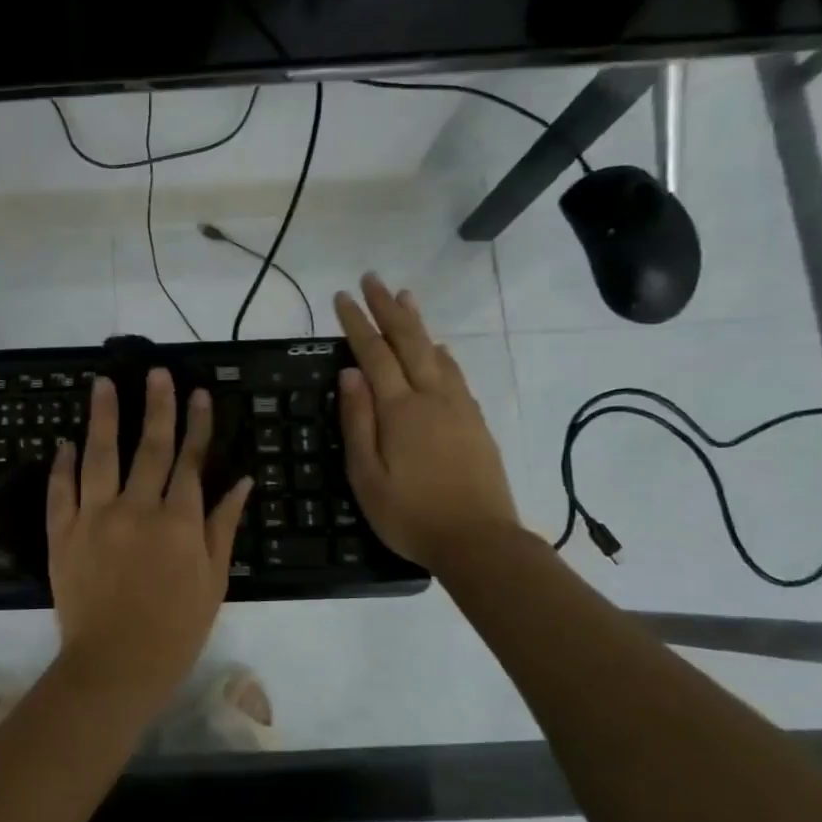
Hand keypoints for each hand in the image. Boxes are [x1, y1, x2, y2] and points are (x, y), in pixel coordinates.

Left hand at [47, 370, 252, 711]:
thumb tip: (243, 479)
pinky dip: (62, 465)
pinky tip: (65, 442)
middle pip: (150, 447)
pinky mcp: (63, 533)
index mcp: (179, 521)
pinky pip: (61, 491)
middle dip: (156, 406)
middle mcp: (137, 508)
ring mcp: (95, 517)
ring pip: (99, 455)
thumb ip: (224, 525)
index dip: (197, 424)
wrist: (114, 665)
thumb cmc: (175, 629)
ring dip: (103, 417)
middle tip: (155, 372)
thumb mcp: (213, 580)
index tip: (198, 393)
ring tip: (102, 384)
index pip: (191, 461)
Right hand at [334, 272, 521, 564]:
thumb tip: (350, 374)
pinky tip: (440, 349)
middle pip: (409, 342)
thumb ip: (358, 422)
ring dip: (418, 323)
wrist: (480, 541)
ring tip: (405, 297)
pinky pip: (456, 375)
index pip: (374, 354)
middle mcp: (432, 398)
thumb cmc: (411, 515)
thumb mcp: (367, 476)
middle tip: (372, 279)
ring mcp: (459, 408)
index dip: (357, 323)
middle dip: (387, 308)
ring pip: (436, 353)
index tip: (342, 297)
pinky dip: (443, 354)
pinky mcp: (476, 423)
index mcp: (400, 410)